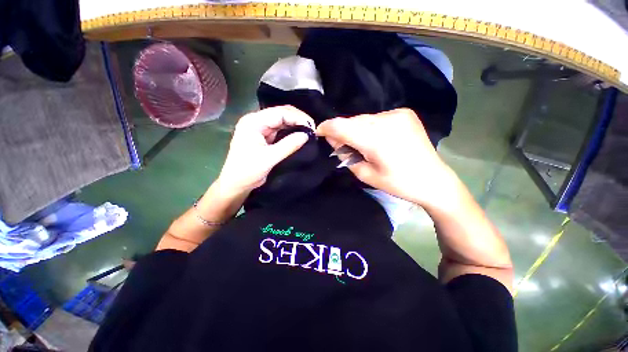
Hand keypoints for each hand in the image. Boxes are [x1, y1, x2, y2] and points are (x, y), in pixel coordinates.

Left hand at [216, 105, 314, 194]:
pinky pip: (280, 131)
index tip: (312, 127)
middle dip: (298, 120)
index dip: (298, 117)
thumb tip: (307, 135)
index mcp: (253, 122)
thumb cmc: (248, 171)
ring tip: (309, 132)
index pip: (280, 113)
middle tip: (312, 130)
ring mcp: (260, 129)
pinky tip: (300, 135)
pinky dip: (291, 132)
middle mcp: (256, 121)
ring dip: (295, 125)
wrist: (236, 184)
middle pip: (281, 114)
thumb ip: (289, 145)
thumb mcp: (269, 158)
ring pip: (282, 122)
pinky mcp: (264, 137)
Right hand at [316, 108, 456, 207]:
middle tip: (340, 145)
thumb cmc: (398, 183)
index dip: (327, 127)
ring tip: (360, 144)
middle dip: (341, 131)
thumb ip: (345, 156)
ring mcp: (397, 114)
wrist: (433, 179)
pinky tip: (374, 138)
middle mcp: (387, 120)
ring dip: (355, 129)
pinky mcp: (404, 113)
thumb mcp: (365, 174)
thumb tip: (333, 140)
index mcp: (376, 139)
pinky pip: (376, 118)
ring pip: (363, 118)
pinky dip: (369, 127)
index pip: (342, 126)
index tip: (318, 131)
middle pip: (352, 121)